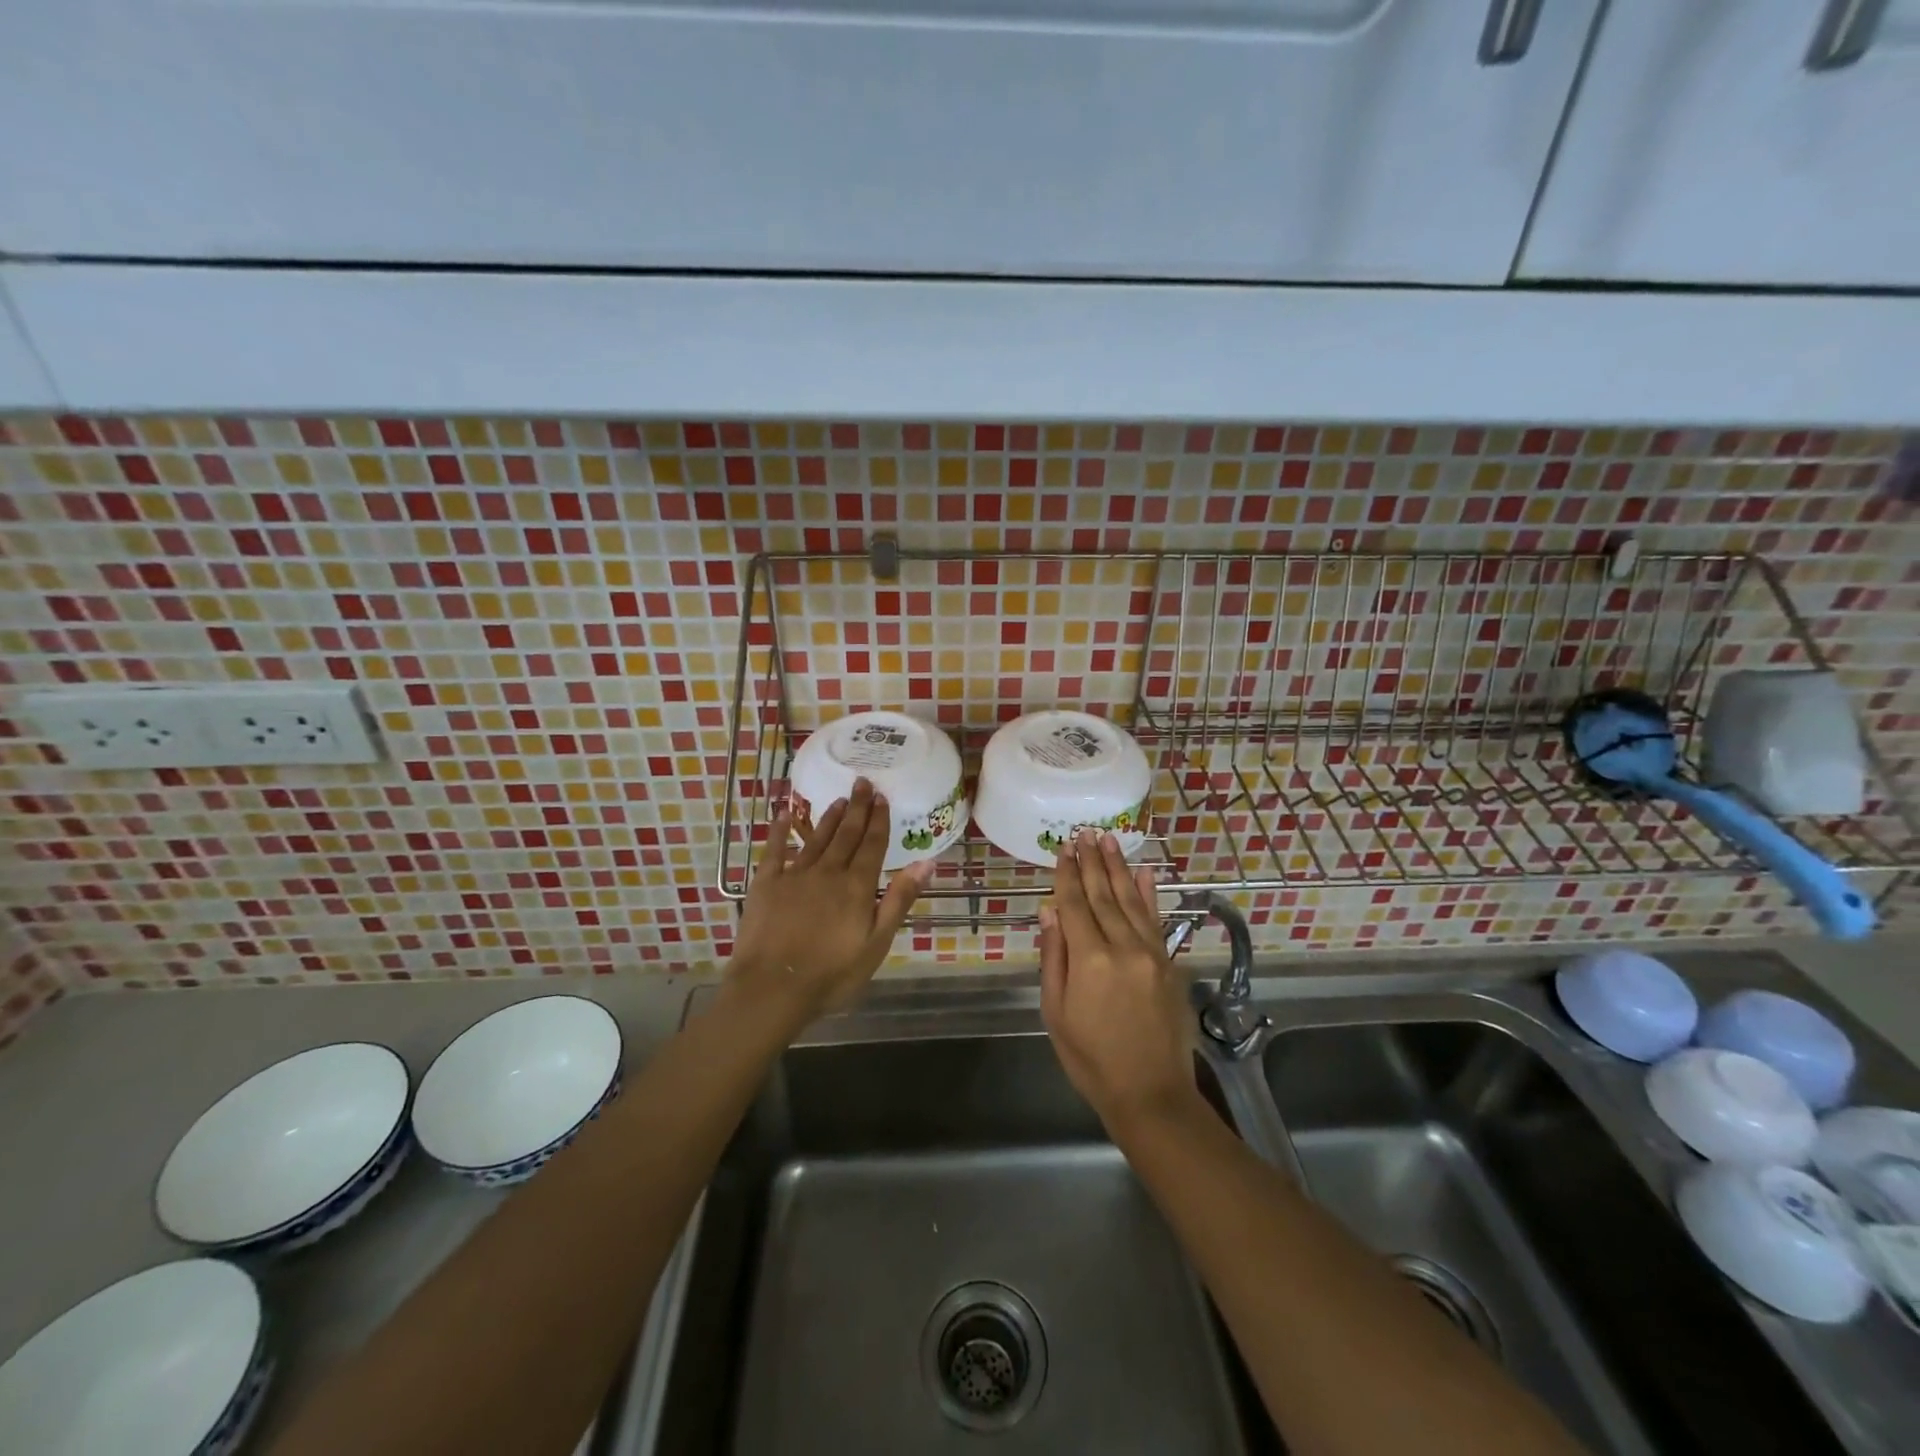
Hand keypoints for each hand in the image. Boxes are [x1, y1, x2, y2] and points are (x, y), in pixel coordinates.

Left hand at [730, 778, 932, 1022]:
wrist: (773, 988)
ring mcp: (794, 875)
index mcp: (856, 886)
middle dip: (858, 808)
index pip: (872, 845)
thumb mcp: (877, 942)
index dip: (878, 820)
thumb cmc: (832, 974)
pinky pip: (774, 850)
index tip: (882, 797)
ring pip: (816, 838)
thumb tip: (926, 862)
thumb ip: (899, 899)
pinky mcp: (766, 884)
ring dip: (829, 817)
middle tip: (863, 782)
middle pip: (846, 834)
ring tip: (840, 799)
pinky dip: (779, 831)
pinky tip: (783, 814)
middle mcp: (827, 872)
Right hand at [1039, 829, 1198, 1132]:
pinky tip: (1144, 873)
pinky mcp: (1169, 964)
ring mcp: (1151, 953)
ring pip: (1131, 901)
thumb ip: (1054, 957)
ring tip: (1109, 840)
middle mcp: (1123, 947)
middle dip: (1093, 862)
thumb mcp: (1056, 1012)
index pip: (1075, 904)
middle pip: (1104, 895)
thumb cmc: (1090, 1058)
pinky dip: (1149, 894)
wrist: (1150, 1093)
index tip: (1064, 848)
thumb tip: (1050, 910)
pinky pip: (1155, 920)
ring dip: (1119, 868)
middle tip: (1085, 832)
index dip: (1068, 875)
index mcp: (1090, 960)